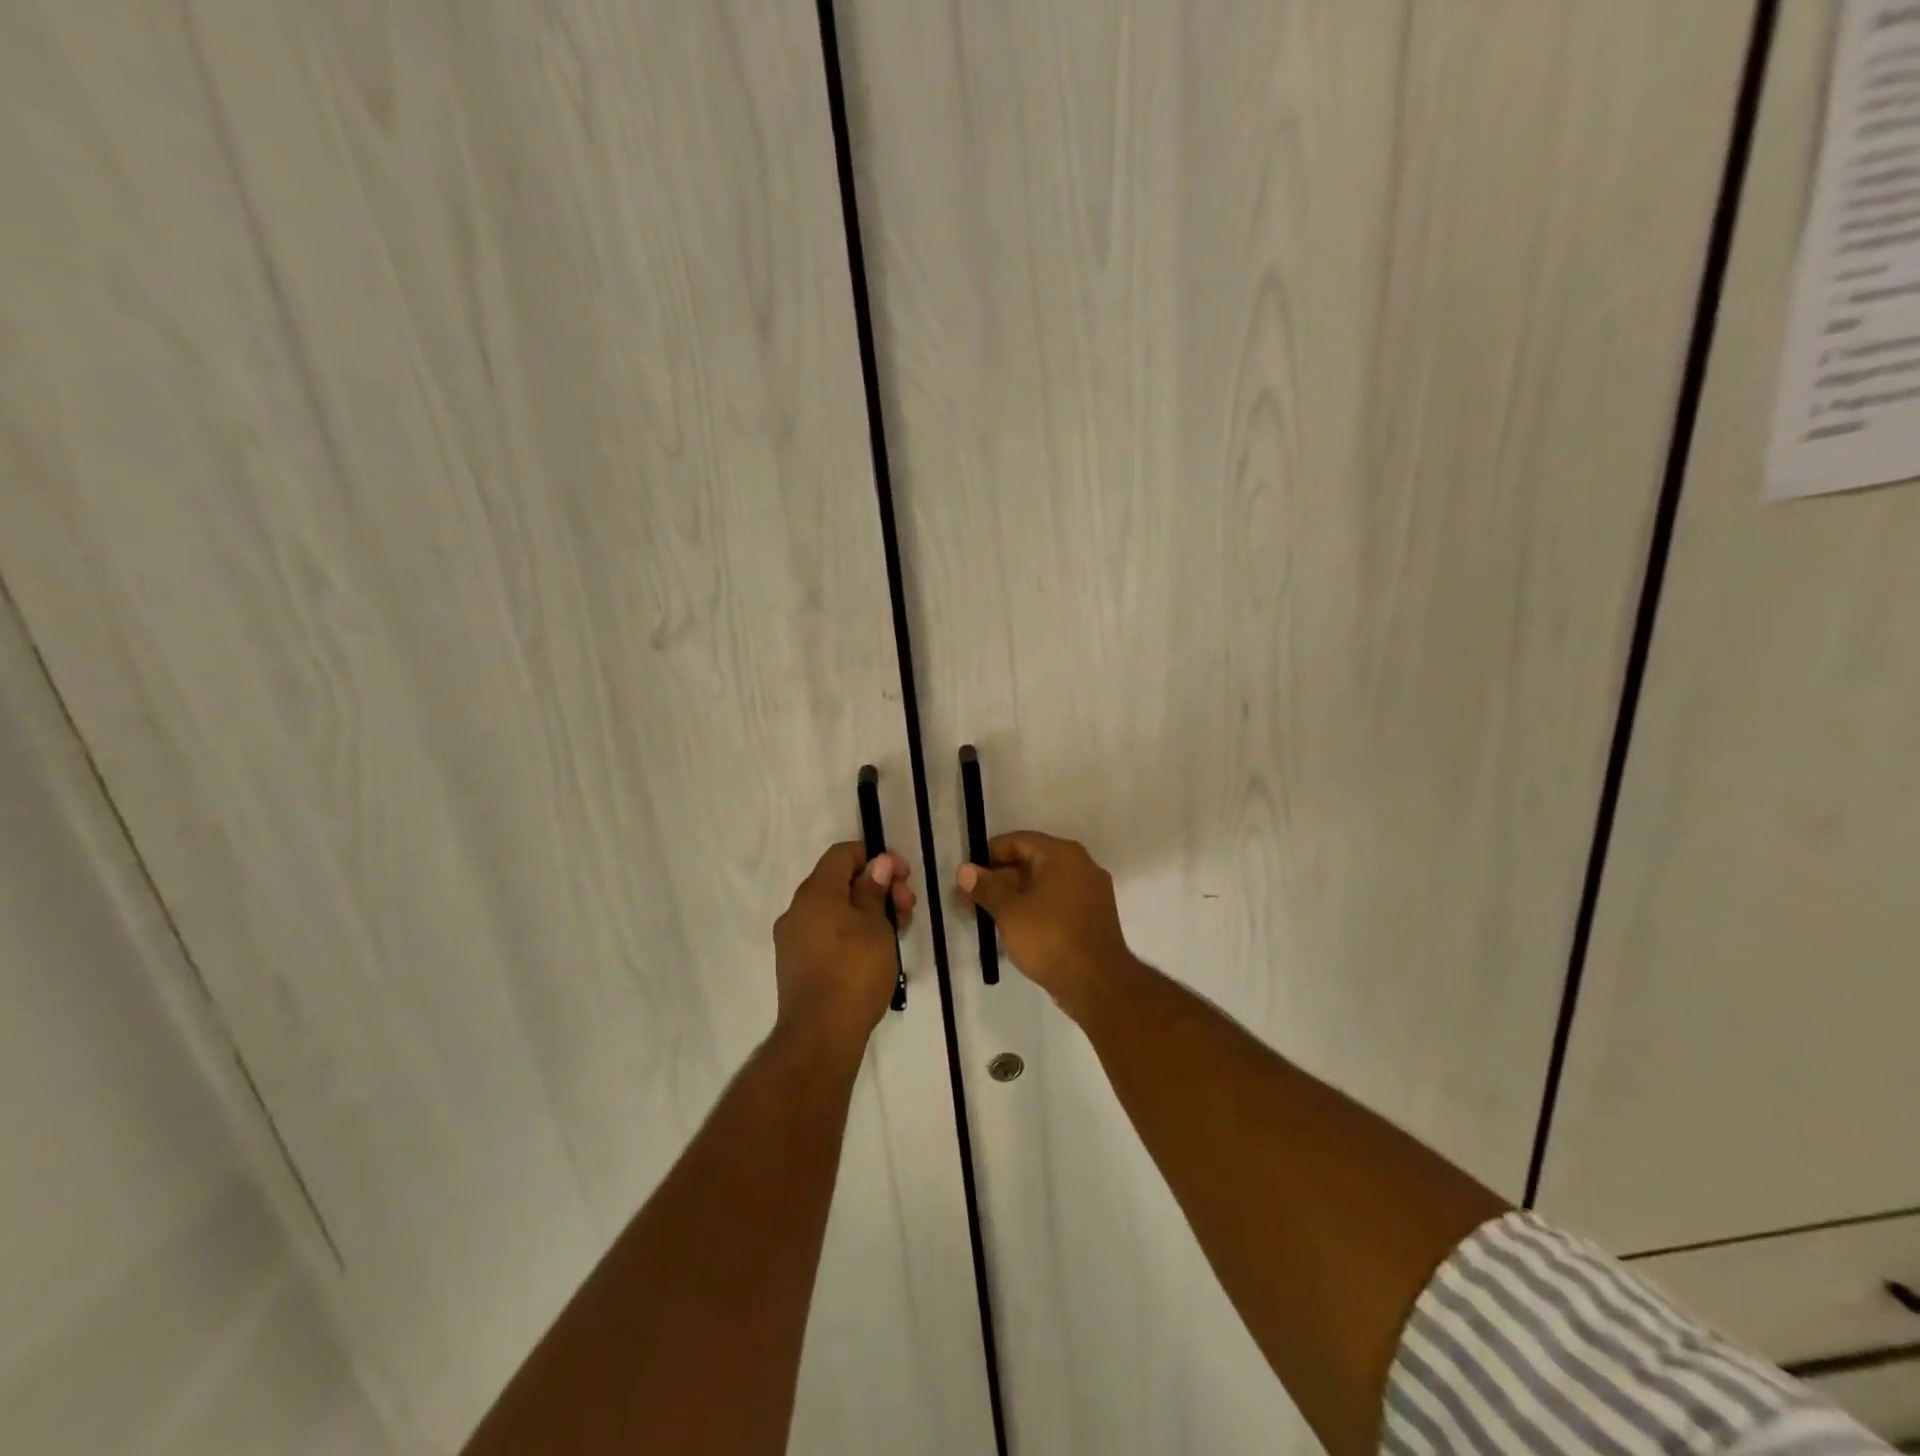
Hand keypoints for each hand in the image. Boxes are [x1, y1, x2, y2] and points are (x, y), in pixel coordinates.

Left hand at [773, 841, 914, 1049]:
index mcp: (815, 892)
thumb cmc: (854, 971)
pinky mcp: (797, 964)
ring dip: (868, 911)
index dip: (875, 857)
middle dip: (877, 887)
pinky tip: (876, 951)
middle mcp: (798, 910)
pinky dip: (852, 931)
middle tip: (907, 908)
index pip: (843, 854)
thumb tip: (878, 864)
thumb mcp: (876, 925)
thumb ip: (875, 889)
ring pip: (835, 909)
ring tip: (898, 932)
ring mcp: (794, 939)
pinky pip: (827, 933)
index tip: (903, 876)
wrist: (820, 1036)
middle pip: (840, 882)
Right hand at [956, 832, 1132, 1014]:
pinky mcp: (1093, 916)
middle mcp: (1081, 865)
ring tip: (986, 916)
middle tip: (970, 901)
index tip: (967, 877)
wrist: (1098, 984)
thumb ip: (986, 887)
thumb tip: (965, 870)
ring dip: (1014, 896)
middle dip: (998, 880)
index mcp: (1062, 855)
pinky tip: (1014, 928)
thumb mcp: (1009, 912)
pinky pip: (1057, 902)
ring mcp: (1091, 892)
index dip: (988, 856)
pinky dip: (1035, 908)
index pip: (1017, 841)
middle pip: (1031, 861)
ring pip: (1043, 884)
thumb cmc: (1050, 938)